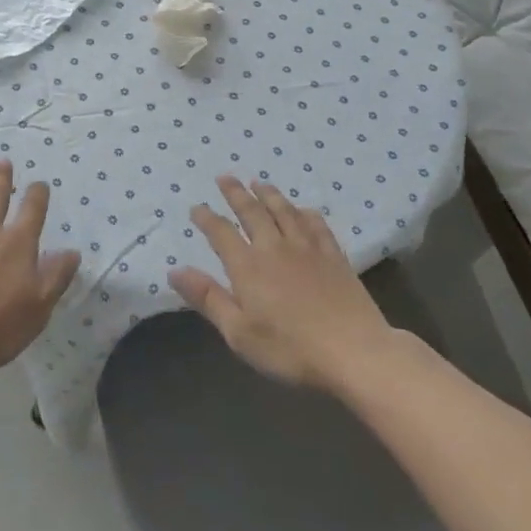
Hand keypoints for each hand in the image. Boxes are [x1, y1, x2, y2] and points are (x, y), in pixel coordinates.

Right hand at [172, 176, 403, 390]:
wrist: (355, 353)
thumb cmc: (290, 348)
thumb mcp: (239, 332)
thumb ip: (208, 298)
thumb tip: (174, 271)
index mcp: (248, 266)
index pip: (221, 233)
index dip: (207, 218)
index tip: (196, 207)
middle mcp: (275, 248)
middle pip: (252, 212)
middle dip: (236, 193)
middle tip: (225, 177)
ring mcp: (308, 249)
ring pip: (284, 211)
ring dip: (269, 194)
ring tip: (258, 183)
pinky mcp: (335, 257)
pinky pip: (316, 225)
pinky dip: (305, 213)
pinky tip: (303, 209)